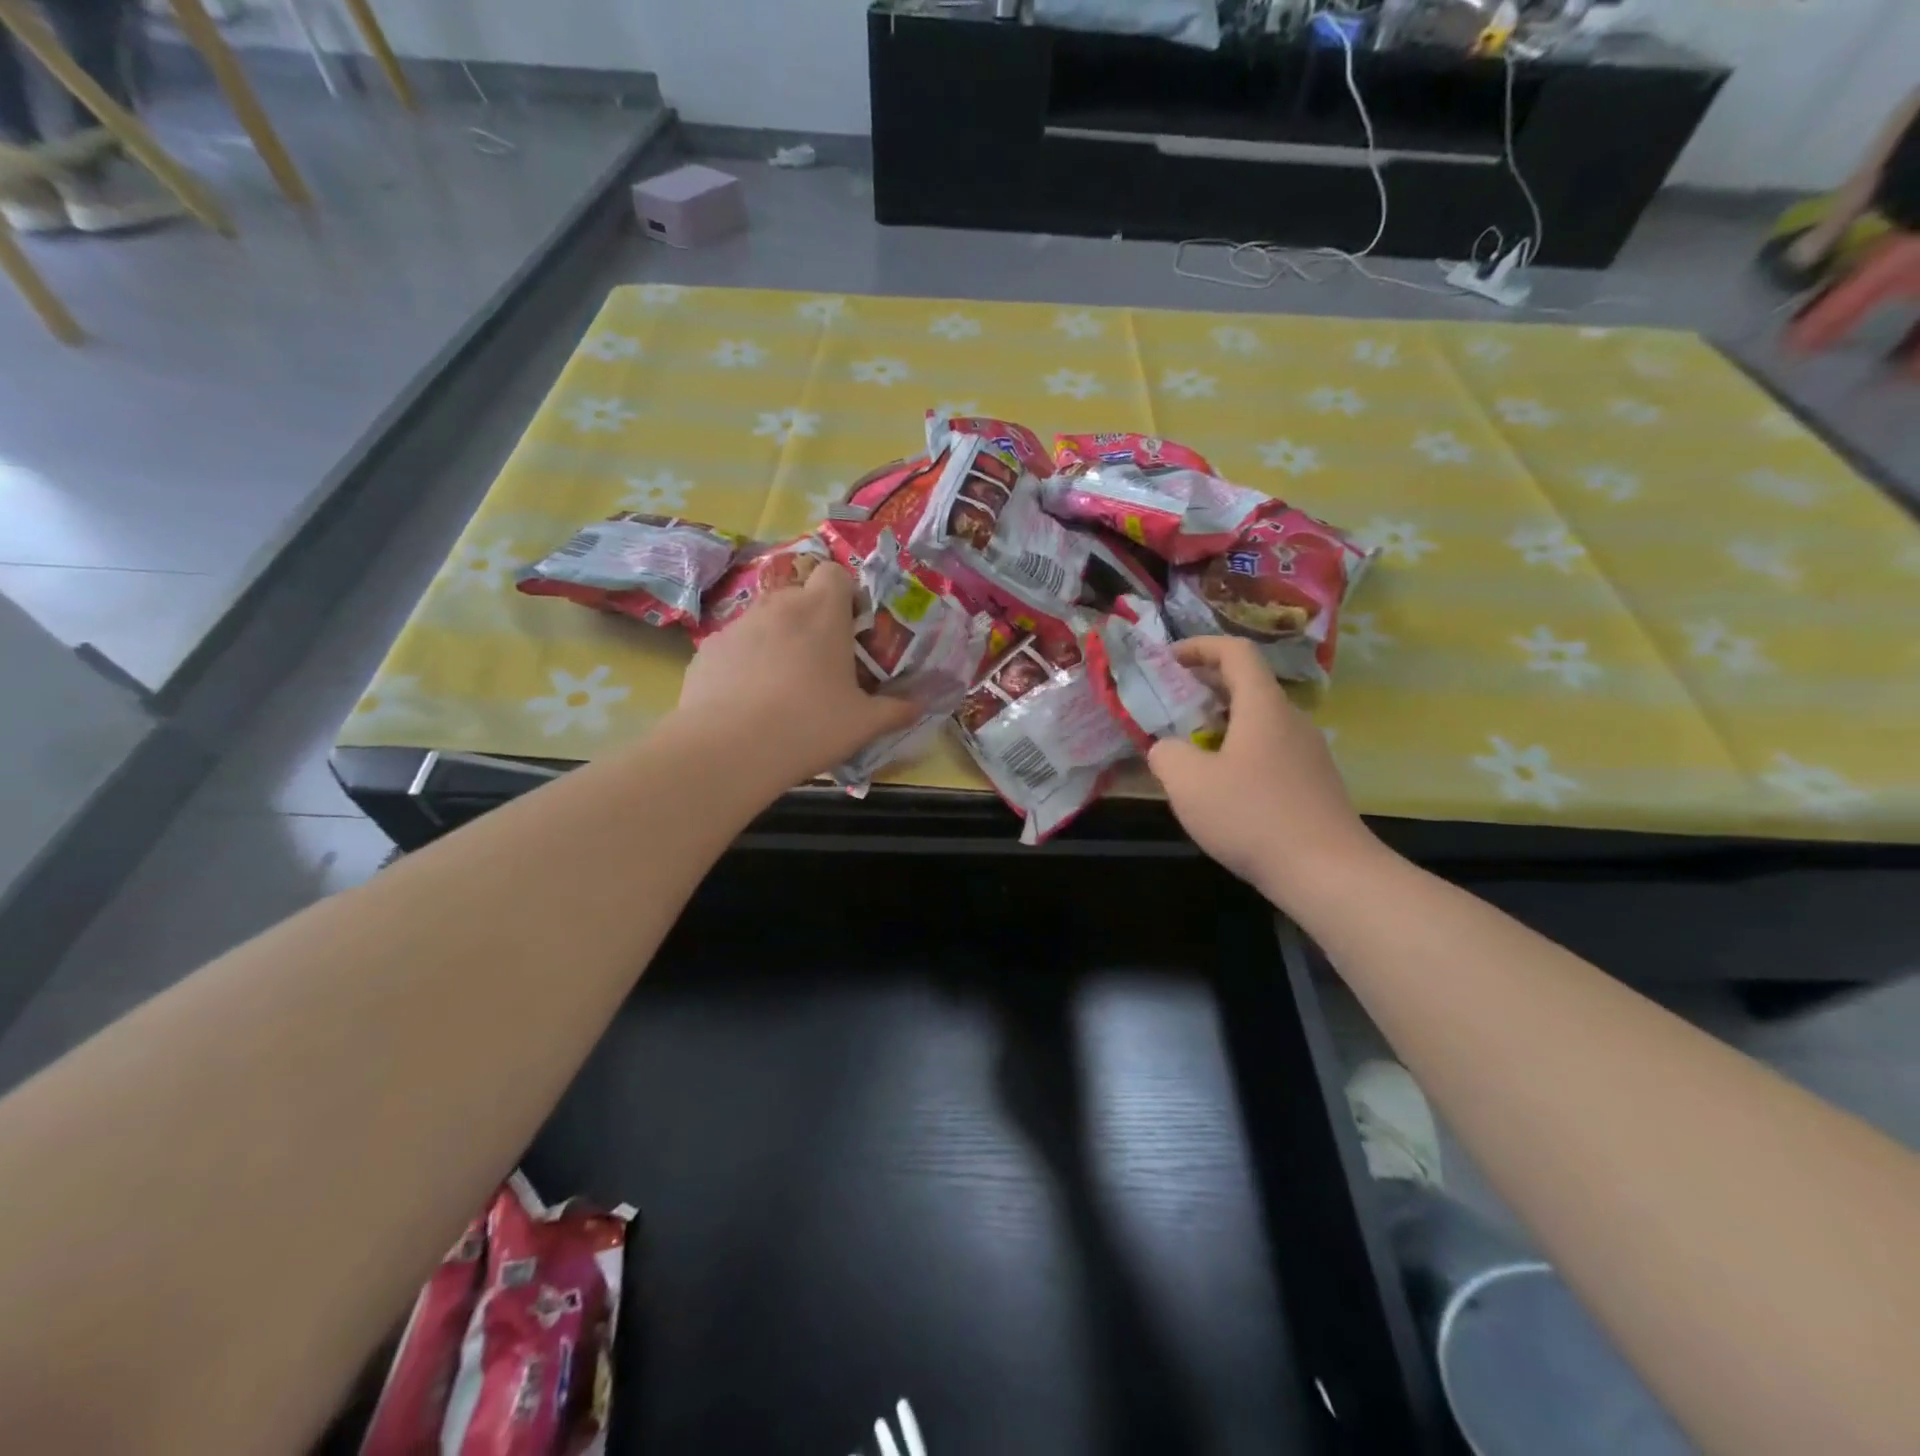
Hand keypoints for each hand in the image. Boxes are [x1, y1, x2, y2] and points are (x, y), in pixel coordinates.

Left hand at [674, 562, 921, 786]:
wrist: (727, 750)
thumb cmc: (808, 726)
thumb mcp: (863, 724)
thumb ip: (895, 710)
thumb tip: (918, 706)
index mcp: (821, 613)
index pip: (834, 573)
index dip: (845, 594)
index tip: (851, 629)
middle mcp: (778, 606)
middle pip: (798, 596)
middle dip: (811, 620)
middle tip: (822, 663)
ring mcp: (737, 625)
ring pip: (765, 621)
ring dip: (778, 641)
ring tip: (782, 687)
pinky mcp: (707, 650)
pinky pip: (735, 647)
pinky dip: (745, 663)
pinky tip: (747, 701)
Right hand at [1146, 637, 1378, 903]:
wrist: (1328, 872)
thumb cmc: (1252, 816)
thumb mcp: (1188, 783)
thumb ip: (1166, 754)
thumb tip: (1167, 748)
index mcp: (1263, 706)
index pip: (1235, 652)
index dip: (1200, 647)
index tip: (1169, 659)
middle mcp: (1291, 720)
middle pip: (1247, 685)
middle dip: (1204, 687)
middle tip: (1169, 704)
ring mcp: (1308, 752)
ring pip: (1258, 720)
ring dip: (1220, 723)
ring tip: (1188, 749)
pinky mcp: (1314, 782)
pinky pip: (1270, 749)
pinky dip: (1239, 750)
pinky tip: (1221, 787)